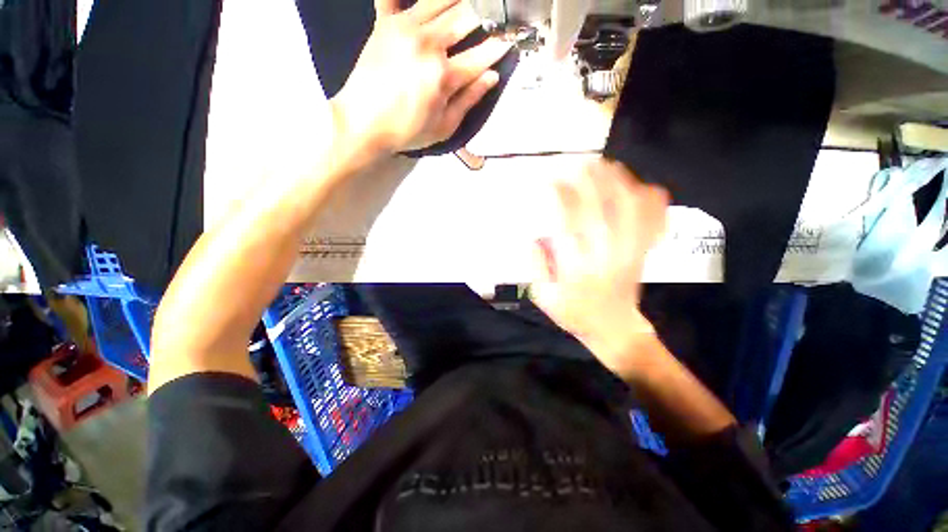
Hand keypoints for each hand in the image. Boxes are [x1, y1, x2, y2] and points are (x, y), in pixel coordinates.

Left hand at [330, 0, 512, 154]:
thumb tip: (491, 77)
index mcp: (443, 75)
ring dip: (459, 1)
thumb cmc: (406, 131)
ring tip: (469, 7)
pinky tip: (420, 3)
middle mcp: (427, 43)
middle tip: (490, 20)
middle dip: (484, 16)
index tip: (510, 41)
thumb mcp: (444, 127)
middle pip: (466, 16)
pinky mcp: (384, 23)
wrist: (362, 123)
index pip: (482, 54)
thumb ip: (469, 100)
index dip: (500, 47)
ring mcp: (404, 28)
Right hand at [531, 159, 668, 376]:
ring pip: (631, 208)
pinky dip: (650, 199)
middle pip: (602, 207)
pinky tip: (638, 186)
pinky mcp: (644, 251)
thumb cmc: (573, 313)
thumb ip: (534, 265)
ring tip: (605, 166)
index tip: (548, 181)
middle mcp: (606, 254)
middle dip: (589, 179)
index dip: (558, 196)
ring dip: (618, 181)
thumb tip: (532, 235)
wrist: (613, 328)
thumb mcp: (542, 296)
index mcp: (577, 267)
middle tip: (578, 162)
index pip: (568, 222)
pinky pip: (655, 220)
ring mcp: (631, 251)